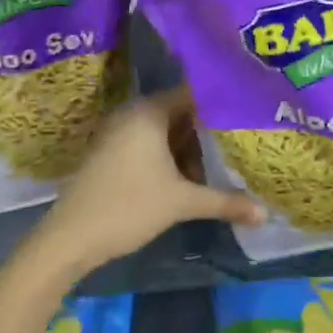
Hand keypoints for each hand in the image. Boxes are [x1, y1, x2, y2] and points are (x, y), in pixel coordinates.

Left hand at [34, 87, 262, 276]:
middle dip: (209, 130)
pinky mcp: (112, 153)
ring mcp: (119, 133)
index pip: (194, 94)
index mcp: (150, 111)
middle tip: (242, 138)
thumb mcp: (181, 203)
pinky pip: (150, 143)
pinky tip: (191, 175)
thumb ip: (224, 202)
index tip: (249, 112)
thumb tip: (265, 213)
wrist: (68, 239)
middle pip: (181, 113)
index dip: (222, 103)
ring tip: (223, 160)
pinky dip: (171, 155)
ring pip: (166, 131)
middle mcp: (134, 113)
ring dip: (190, 147)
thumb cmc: (127, 207)